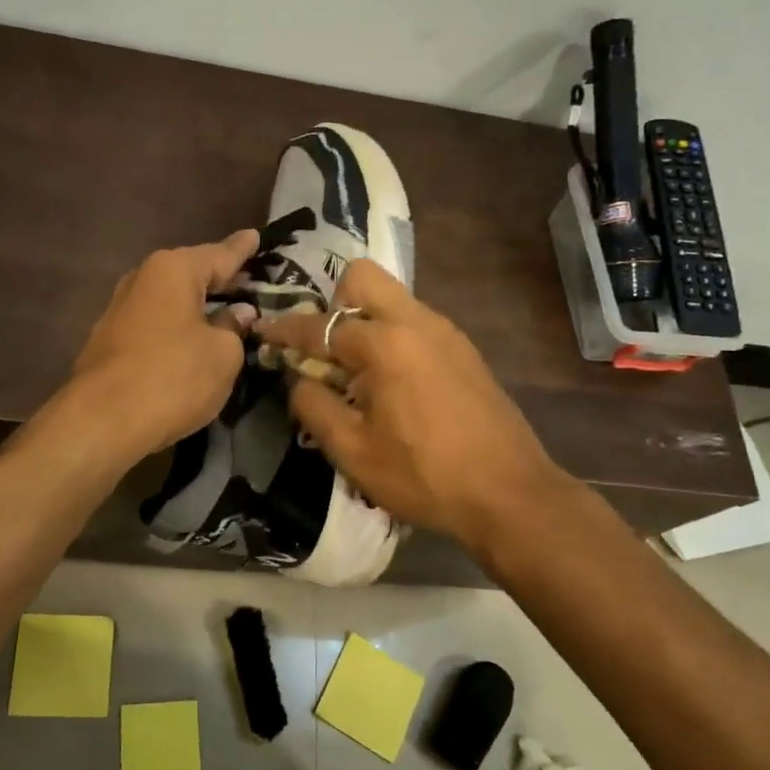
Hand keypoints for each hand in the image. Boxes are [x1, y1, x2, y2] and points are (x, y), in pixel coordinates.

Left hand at [68, 230, 260, 459]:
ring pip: (170, 300)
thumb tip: (236, 313)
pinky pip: (155, 323)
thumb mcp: (222, 354)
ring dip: (195, 306)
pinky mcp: (108, 340)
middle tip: (249, 281)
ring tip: (223, 311)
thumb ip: (234, 328)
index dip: (243, 249)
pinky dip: (176, 327)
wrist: (102, 421)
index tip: (257, 236)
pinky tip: (190, 340)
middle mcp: (142, 279)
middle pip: (191, 274)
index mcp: (173, 270)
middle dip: (219, 279)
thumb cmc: (173, 378)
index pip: (220, 254)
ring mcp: (119, 309)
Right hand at [256, 261, 563, 551]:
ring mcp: (446, 332)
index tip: (261, 331)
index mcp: (384, 343)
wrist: (509, 493)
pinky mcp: (464, 350)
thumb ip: (314, 407)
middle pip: (362, 277)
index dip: (283, 329)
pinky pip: (415, 322)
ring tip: (355, 370)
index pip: (319, 325)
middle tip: (324, 349)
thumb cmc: (424, 475)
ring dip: (363, 319)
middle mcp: (416, 322)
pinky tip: (391, 382)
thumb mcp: (353, 451)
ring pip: (392, 298)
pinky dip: (392, 336)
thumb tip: (300, 380)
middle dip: (332, 302)